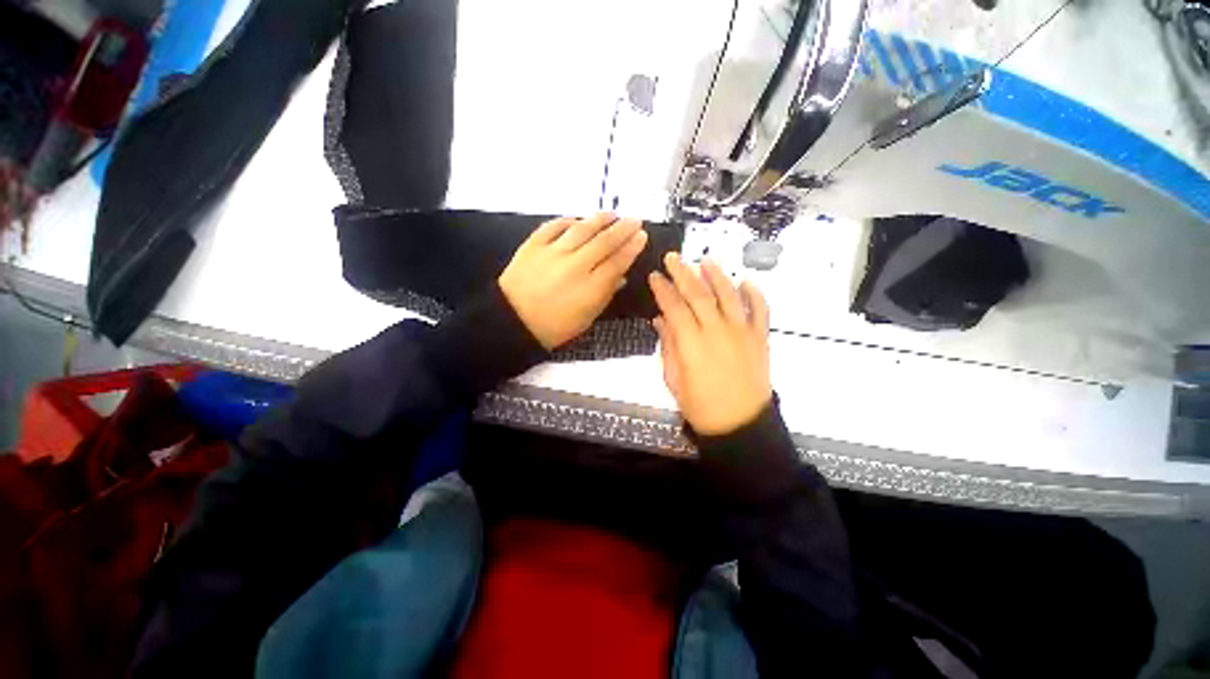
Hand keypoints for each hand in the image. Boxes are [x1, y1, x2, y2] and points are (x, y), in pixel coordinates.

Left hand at [499, 213, 647, 349]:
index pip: (617, 262)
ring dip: (600, 220)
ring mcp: (552, 253)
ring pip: (581, 229)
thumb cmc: (554, 327)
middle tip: (634, 219)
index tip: (642, 235)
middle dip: (623, 228)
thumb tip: (621, 276)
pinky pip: (554, 226)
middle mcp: (574, 266)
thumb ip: (605, 295)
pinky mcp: (533, 245)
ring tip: (612, 215)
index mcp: (590, 289)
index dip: (631, 247)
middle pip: (604, 242)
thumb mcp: (586, 319)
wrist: (512, 321)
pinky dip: (568, 221)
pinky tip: (578, 219)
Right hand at [649, 253, 771, 435]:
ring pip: (728, 295)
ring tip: (706, 260)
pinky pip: (761, 310)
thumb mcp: (674, 380)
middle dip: (683, 273)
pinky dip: (755, 294)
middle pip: (698, 294)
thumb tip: (660, 320)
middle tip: (673, 257)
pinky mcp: (759, 338)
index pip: (674, 307)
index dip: (662, 290)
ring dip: (716, 275)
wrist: (740, 425)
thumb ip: (667, 346)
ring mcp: (741, 332)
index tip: (654, 276)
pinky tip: (747, 281)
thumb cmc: (700, 406)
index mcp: (692, 344)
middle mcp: (717, 331)